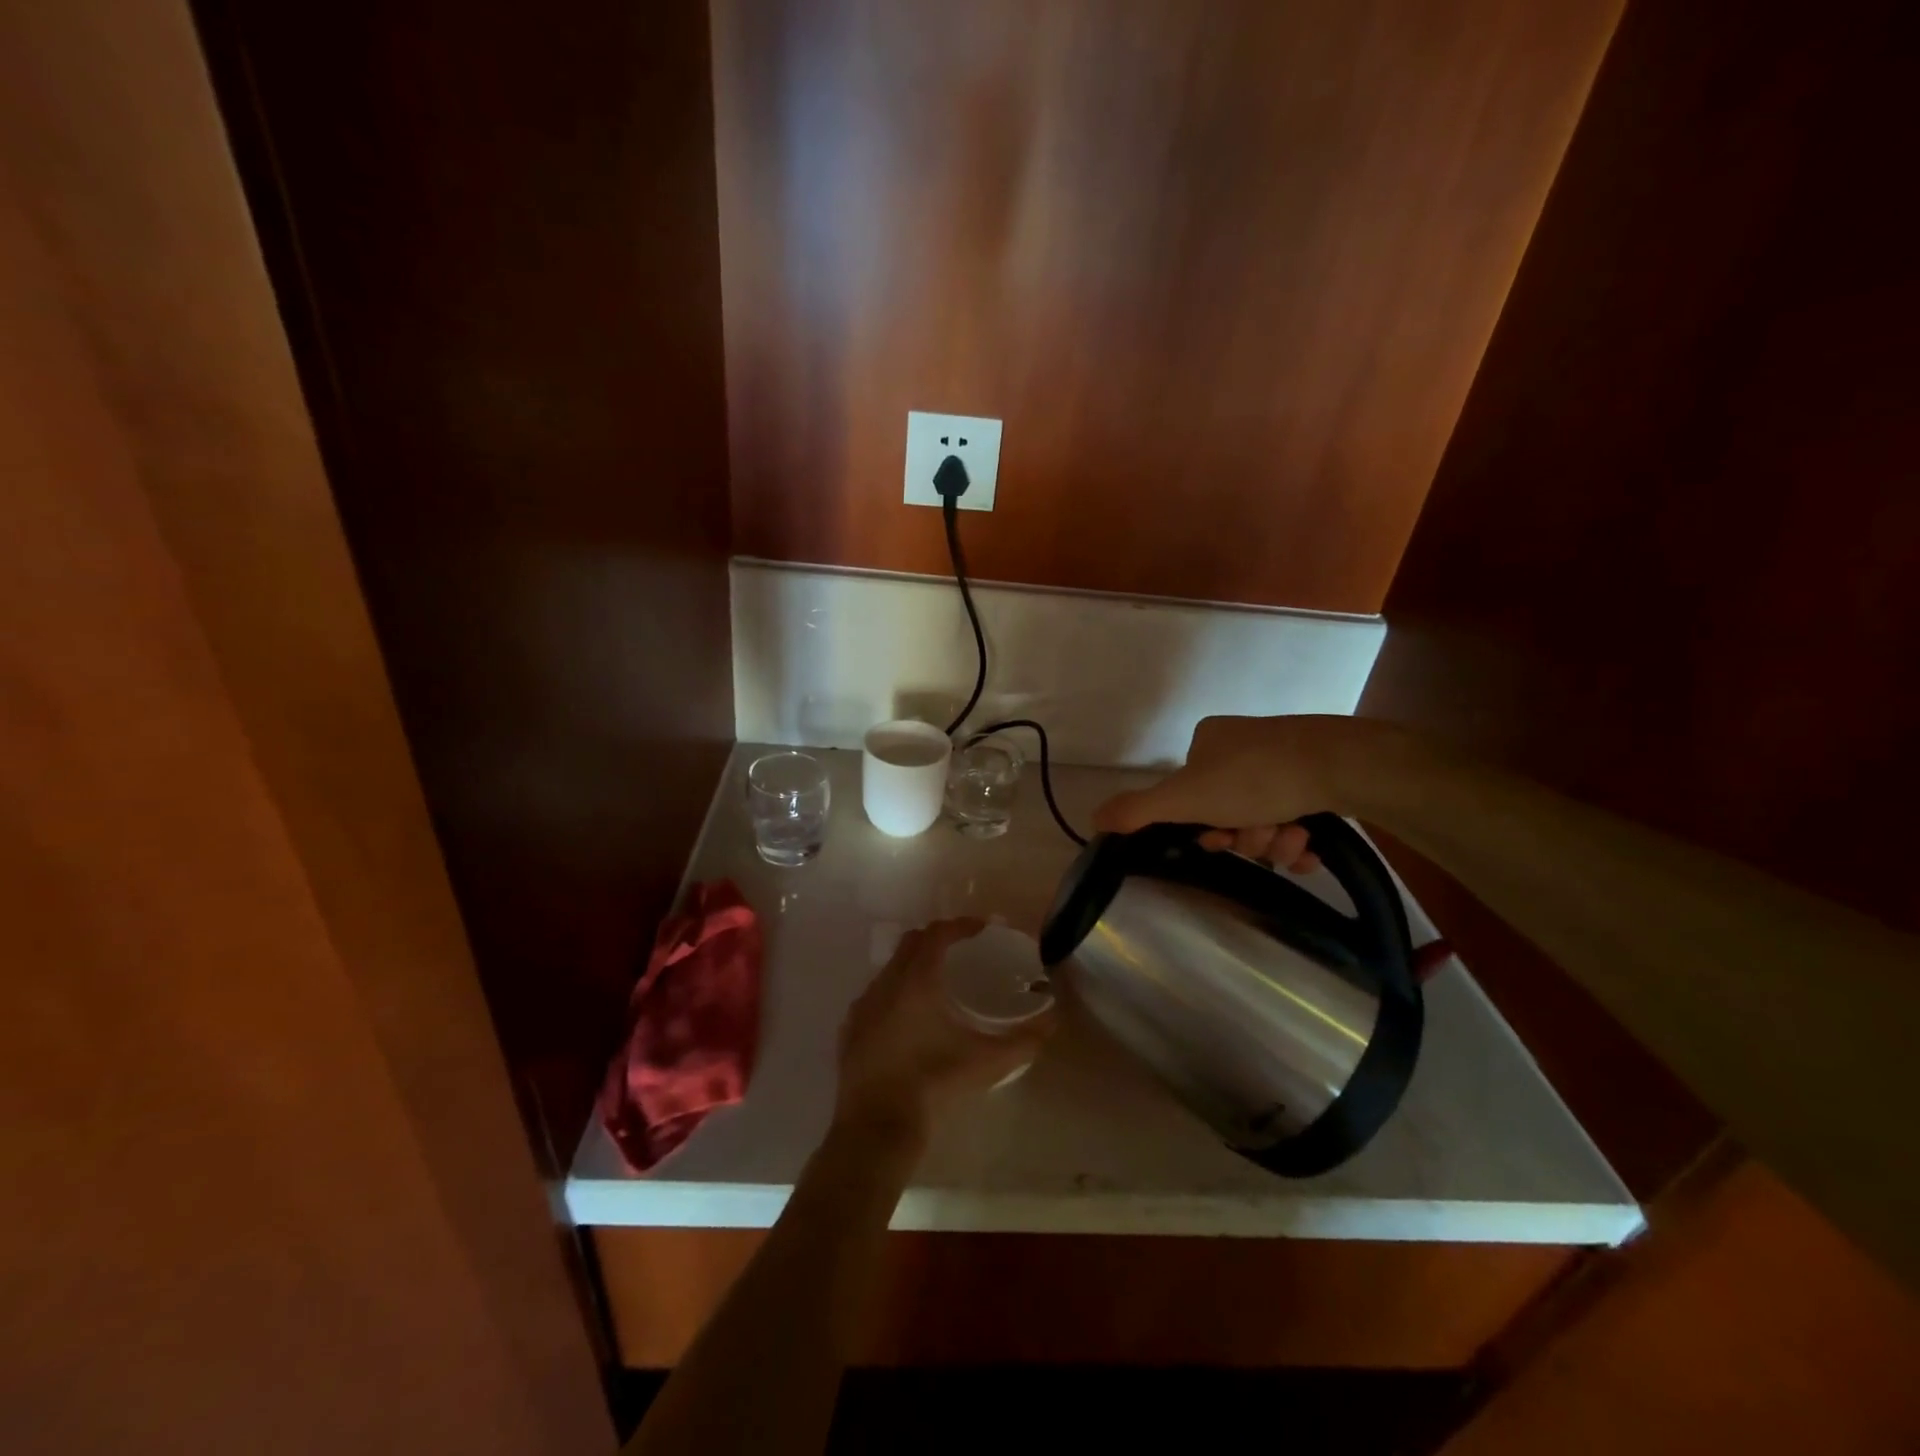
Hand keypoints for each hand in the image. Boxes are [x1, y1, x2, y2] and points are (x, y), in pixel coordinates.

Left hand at [834, 918, 1052, 1144]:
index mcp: (917, 981)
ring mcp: (862, 1006)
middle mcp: (885, 983)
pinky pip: (873, 996)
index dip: (961, 925)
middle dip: (936, 938)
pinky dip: (893, 993)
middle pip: (911, 943)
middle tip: (961, 949)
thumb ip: (1023, 1042)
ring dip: (913, 965)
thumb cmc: (933, 1084)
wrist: (876, 1127)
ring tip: (937, 983)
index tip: (981, 928)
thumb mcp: (986, 1063)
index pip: (937, 934)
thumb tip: (1051, 1023)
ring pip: (890, 969)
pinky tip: (907, 1018)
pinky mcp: (849, 1030)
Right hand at [1092, 714, 1392, 869]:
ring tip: (1294, 838)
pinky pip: (1296, 817)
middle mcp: (1243, 746)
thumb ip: (1137, 810)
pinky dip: (1299, 838)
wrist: (1342, 764)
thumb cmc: (1255, 777)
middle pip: (1229, 811)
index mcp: (1208, 741)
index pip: (1191, 797)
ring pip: (1265, 819)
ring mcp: (1284, 758)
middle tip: (1262, 837)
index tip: (1220, 838)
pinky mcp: (1320, 774)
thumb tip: (1092, 819)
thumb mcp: (1185, 797)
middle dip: (1245, 836)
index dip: (1203, 827)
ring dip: (1274, 841)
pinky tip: (1311, 846)